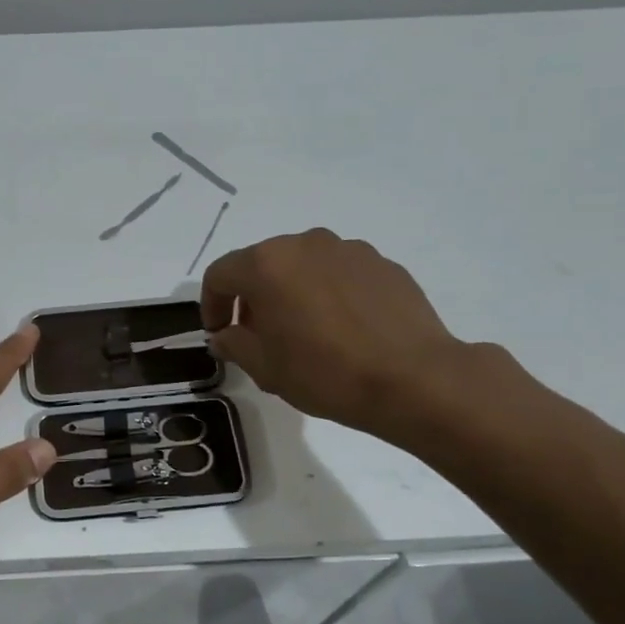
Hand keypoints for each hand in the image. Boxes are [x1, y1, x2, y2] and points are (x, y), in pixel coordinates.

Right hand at [200, 228, 474, 441]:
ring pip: (302, 266)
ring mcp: (348, 250)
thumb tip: (224, 335)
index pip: (220, 275)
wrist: (414, 379)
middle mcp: (305, 244)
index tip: (219, 334)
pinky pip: (338, 274)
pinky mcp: (382, 263)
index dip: (211, 305)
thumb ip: (234, 344)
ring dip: (291, 292)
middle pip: (262, 264)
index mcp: (267, 264)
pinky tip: (342, 329)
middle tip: (258, 335)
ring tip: (304, 332)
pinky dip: (328, 293)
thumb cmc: (325, 373)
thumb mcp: (265, 367)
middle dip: (252, 297)